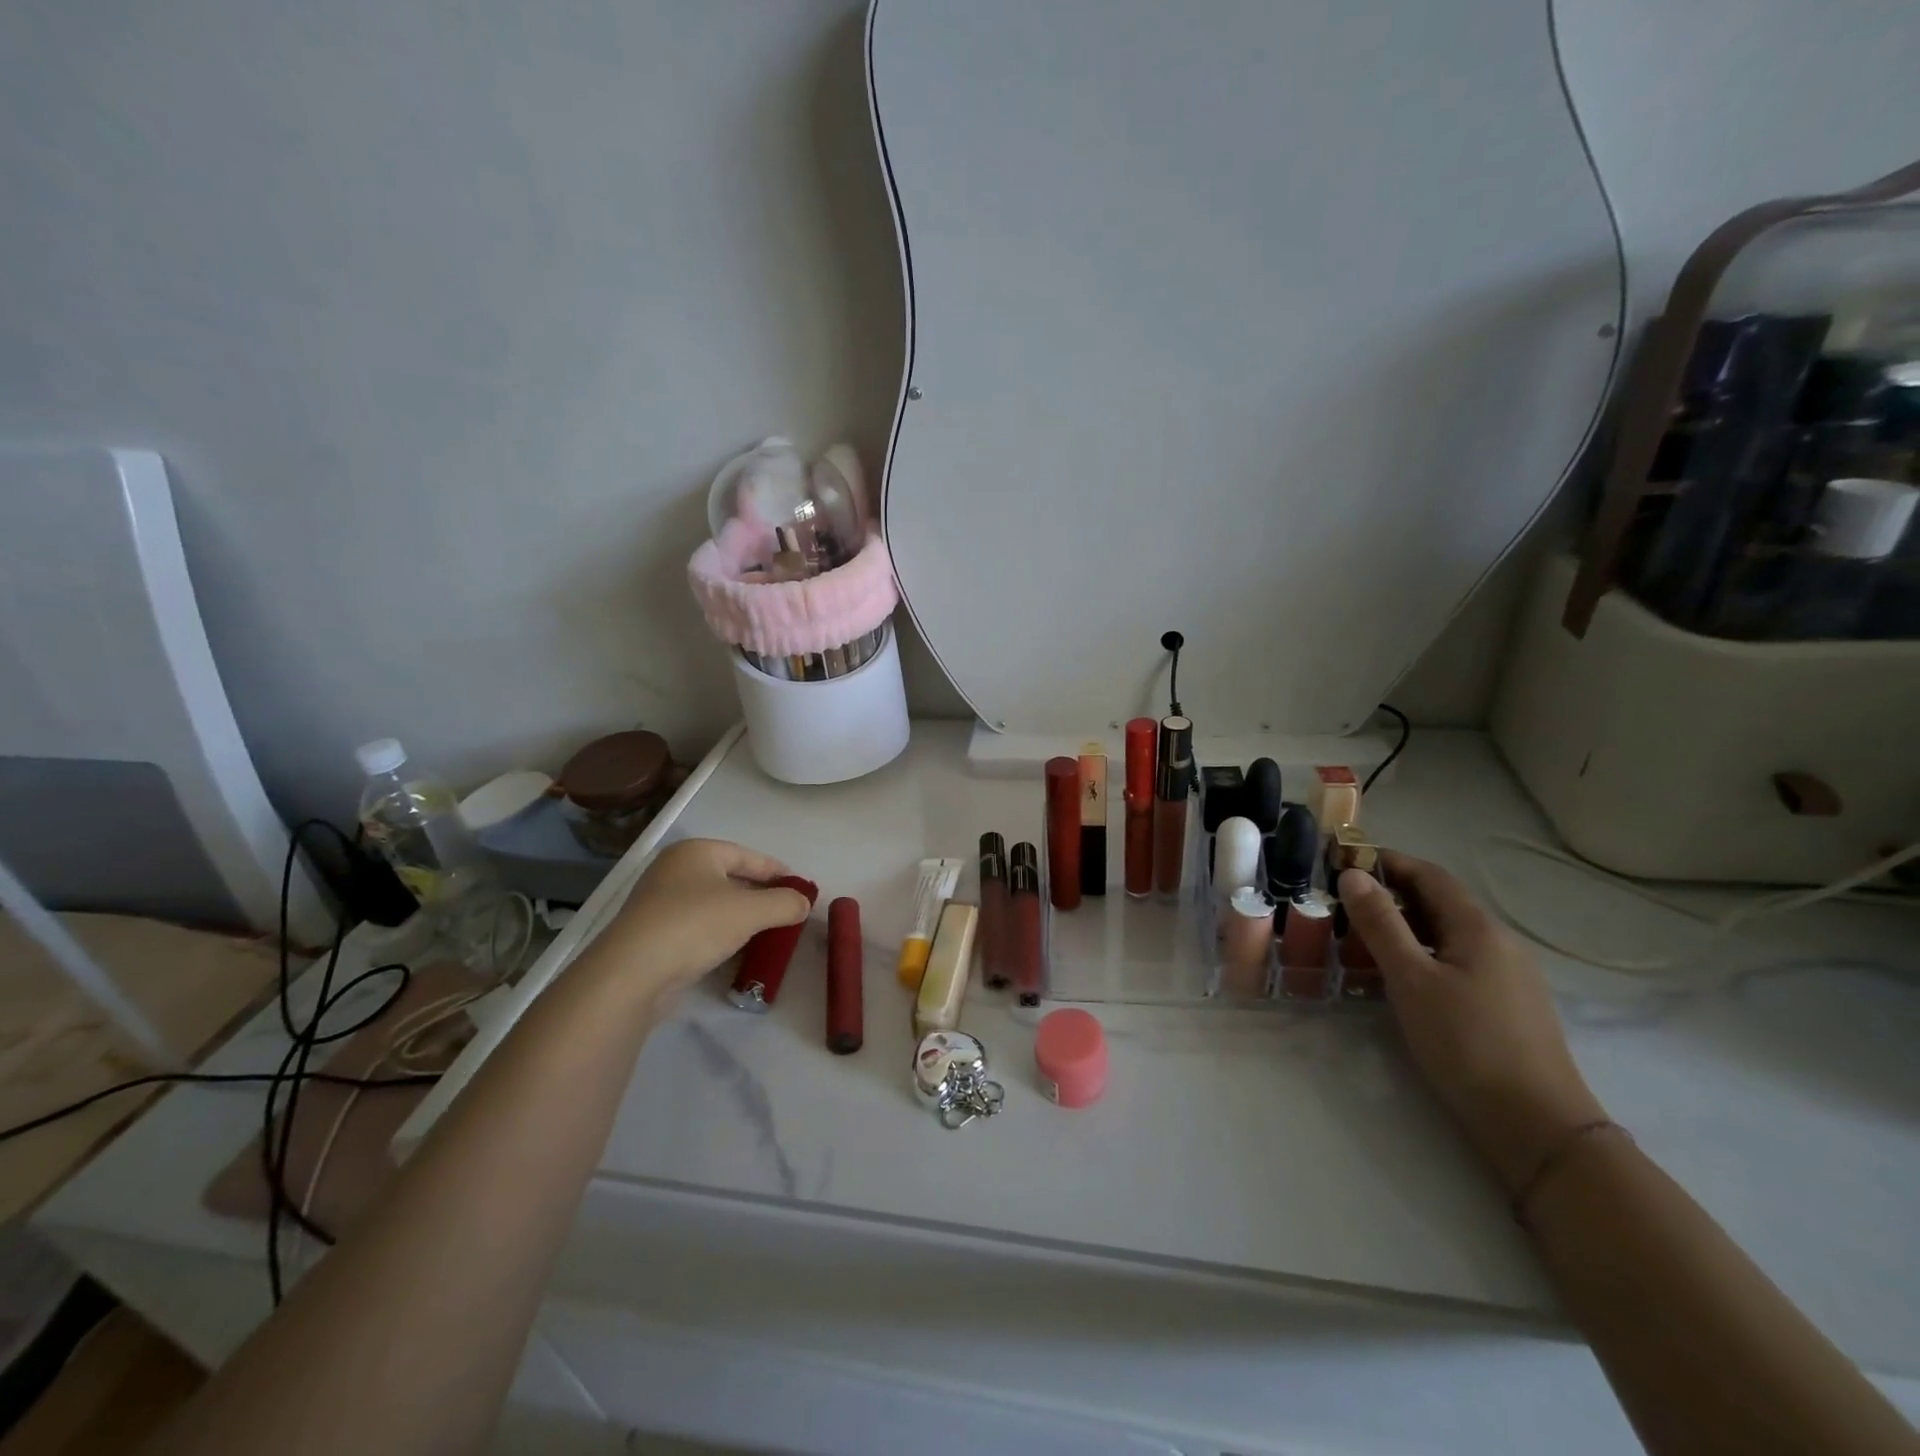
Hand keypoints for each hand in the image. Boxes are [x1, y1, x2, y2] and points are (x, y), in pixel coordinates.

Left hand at [585, 839, 811, 1011]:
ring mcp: (660, 902)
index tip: (801, 889)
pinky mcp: (652, 934)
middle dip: (760, 896)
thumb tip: (804, 903)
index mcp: (696, 852)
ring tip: (767, 935)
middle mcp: (675, 870)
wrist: (631, 973)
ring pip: (714, 905)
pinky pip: (697, 927)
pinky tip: (736, 953)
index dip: (777, 872)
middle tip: (786, 913)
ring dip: (740, 919)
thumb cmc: (695, 925)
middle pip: (730, 879)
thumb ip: (784, 903)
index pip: (748, 856)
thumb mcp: (751, 911)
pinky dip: (719, 936)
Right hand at [1338, 851, 1606, 1191]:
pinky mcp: (1508, 1006)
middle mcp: (1500, 943)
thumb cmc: (1466, 1043)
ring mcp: (1509, 976)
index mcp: (1479, 928)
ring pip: (1449, 934)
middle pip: (1442, 902)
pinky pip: (1458, 961)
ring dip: (1407, 926)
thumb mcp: (1411, 979)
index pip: (1431, 875)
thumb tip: (1354, 874)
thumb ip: (1381, 924)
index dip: (1389, 862)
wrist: (1537, 1126)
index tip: (1345, 861)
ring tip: (1362, 936)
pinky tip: (1401, 977)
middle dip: (1393, 894)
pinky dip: (1424, 953)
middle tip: (1344, 901)